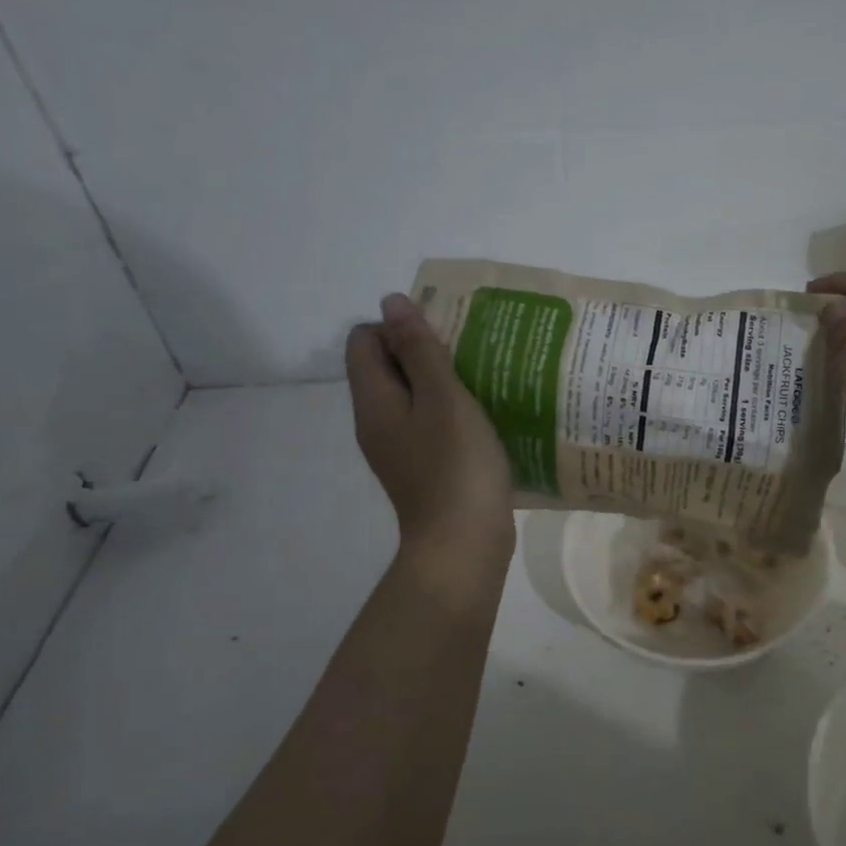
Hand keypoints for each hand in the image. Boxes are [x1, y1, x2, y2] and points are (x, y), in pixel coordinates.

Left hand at [346, 294, 514, 591]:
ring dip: (440, 383)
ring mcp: (398, 450)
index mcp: (374, 401)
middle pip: (385, 368)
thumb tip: (392, 301)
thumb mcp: (444, 398)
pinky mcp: (421, 469)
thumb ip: (420, 350)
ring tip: (480, 382)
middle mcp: (376, 423)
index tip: (442, 339)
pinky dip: (448, 413)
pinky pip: (426, 425)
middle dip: (422, 353)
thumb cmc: (456, 466)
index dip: (397, 328)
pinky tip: (482, 419)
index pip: (363, 341)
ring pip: (409, 398)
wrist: (463, 544)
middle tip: (467, 356)